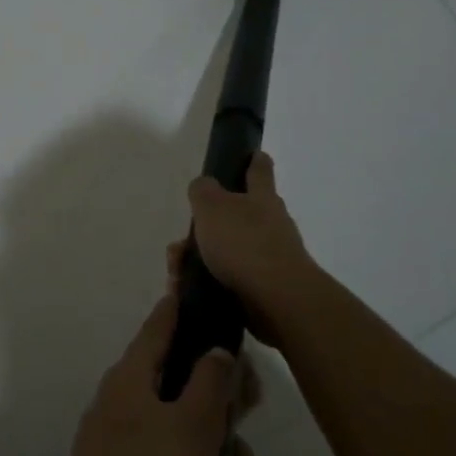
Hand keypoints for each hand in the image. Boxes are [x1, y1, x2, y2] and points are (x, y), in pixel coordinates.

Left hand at [41, 291, 237, 455]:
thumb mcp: (191, 428)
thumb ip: (210, 384)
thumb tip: (215, 349)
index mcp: (132, 377)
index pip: (160, 325)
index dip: (185, 309)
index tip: (210, 300)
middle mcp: (122, 404)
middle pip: (179, 389)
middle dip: (220, 416)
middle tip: (247, 436)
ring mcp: (120, 446)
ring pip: (182, 444)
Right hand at [186, 152, 314, 340]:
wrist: (278, 301)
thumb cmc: (244, 244)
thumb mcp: (212, 206)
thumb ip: (203, 191)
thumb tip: (204, 185)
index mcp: (262, 198)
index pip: (259, 170)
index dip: (254, 160)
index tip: (253, 154)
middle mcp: (271, 224)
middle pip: (237, 216)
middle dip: (207, 226)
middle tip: (180, 242)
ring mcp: (271, 257)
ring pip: (228, 251)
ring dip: (199, 259)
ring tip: (176, 272)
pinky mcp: (265, 288)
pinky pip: (229, 279)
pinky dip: (206, 282)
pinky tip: (187, 290)